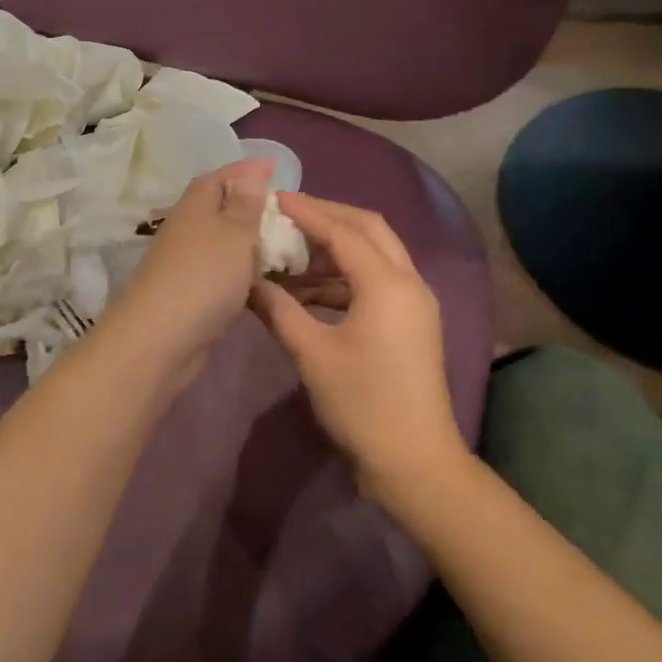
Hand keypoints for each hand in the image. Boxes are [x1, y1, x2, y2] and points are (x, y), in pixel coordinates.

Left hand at [102, 158, 274, 381]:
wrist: (160, 339)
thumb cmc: (203, 277)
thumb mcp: (234, 233)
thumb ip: (245, 204)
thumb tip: (251, 170)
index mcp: (196, 205)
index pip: (221, 176)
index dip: (247, 170)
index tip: (274, 167)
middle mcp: (188, 227)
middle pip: (220, 206)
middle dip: (249, 202)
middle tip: (287, 208)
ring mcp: (187, 262)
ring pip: (222, 240)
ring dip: (247, 238)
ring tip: (283, 241)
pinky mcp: (191, 293)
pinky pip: (223, 270)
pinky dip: (243, 268)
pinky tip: (264, 278)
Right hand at [249, 194, 466, 504]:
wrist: (414, 463)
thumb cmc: (362, 404)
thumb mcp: (312, 354)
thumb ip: (278, 310)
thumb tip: (246, 282)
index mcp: (388, 284)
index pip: (343, 230)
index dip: (307, 212)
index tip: (274, 199)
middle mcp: (408, 282)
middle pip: (368, 228)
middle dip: (328, 216)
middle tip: (288, 213)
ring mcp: (414, 303)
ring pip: (375, 254)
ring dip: (335, 247)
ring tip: (292, 251)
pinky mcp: (411, 322)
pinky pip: (376, 281)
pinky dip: (343, 276)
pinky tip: (308, 290)